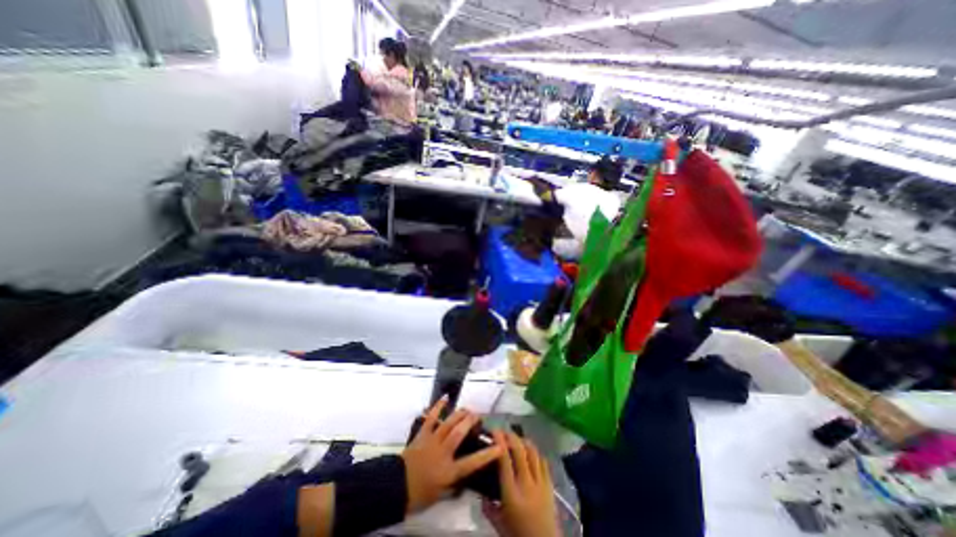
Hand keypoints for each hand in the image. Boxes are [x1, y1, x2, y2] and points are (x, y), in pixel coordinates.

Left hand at [399, 401, 502, 512]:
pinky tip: (445, 397)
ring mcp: (432, 441)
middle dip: (470, 422)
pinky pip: (431, 417)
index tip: (500, 446)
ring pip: (448, 423)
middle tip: (478, 416)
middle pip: (459, 433)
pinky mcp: (422, 434)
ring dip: (460, 414)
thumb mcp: (440, 494)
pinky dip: (438, 406)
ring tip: (468, 409)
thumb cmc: (419, 494)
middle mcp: (443, 453)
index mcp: (449, 471)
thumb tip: (465, 478)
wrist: (395, 487)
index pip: (472, 462)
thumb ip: (454, 484)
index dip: (488, 454)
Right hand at [486, 432, 561, 536]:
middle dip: (510, 436)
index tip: (494, 431)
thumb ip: (487, 505)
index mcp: (511, 493)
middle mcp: (526, 483)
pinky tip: (529, 452)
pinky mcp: (550, 485)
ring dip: (523, 441)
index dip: (499, 441)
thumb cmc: (518, 536)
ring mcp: (540, 483)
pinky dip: (535, 453)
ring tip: (515, 439)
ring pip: (532, 452)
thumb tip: (480, 490)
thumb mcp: (498, 523)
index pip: (505, 459)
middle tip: (503, 431)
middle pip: (519, 450)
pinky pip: (543, 461)